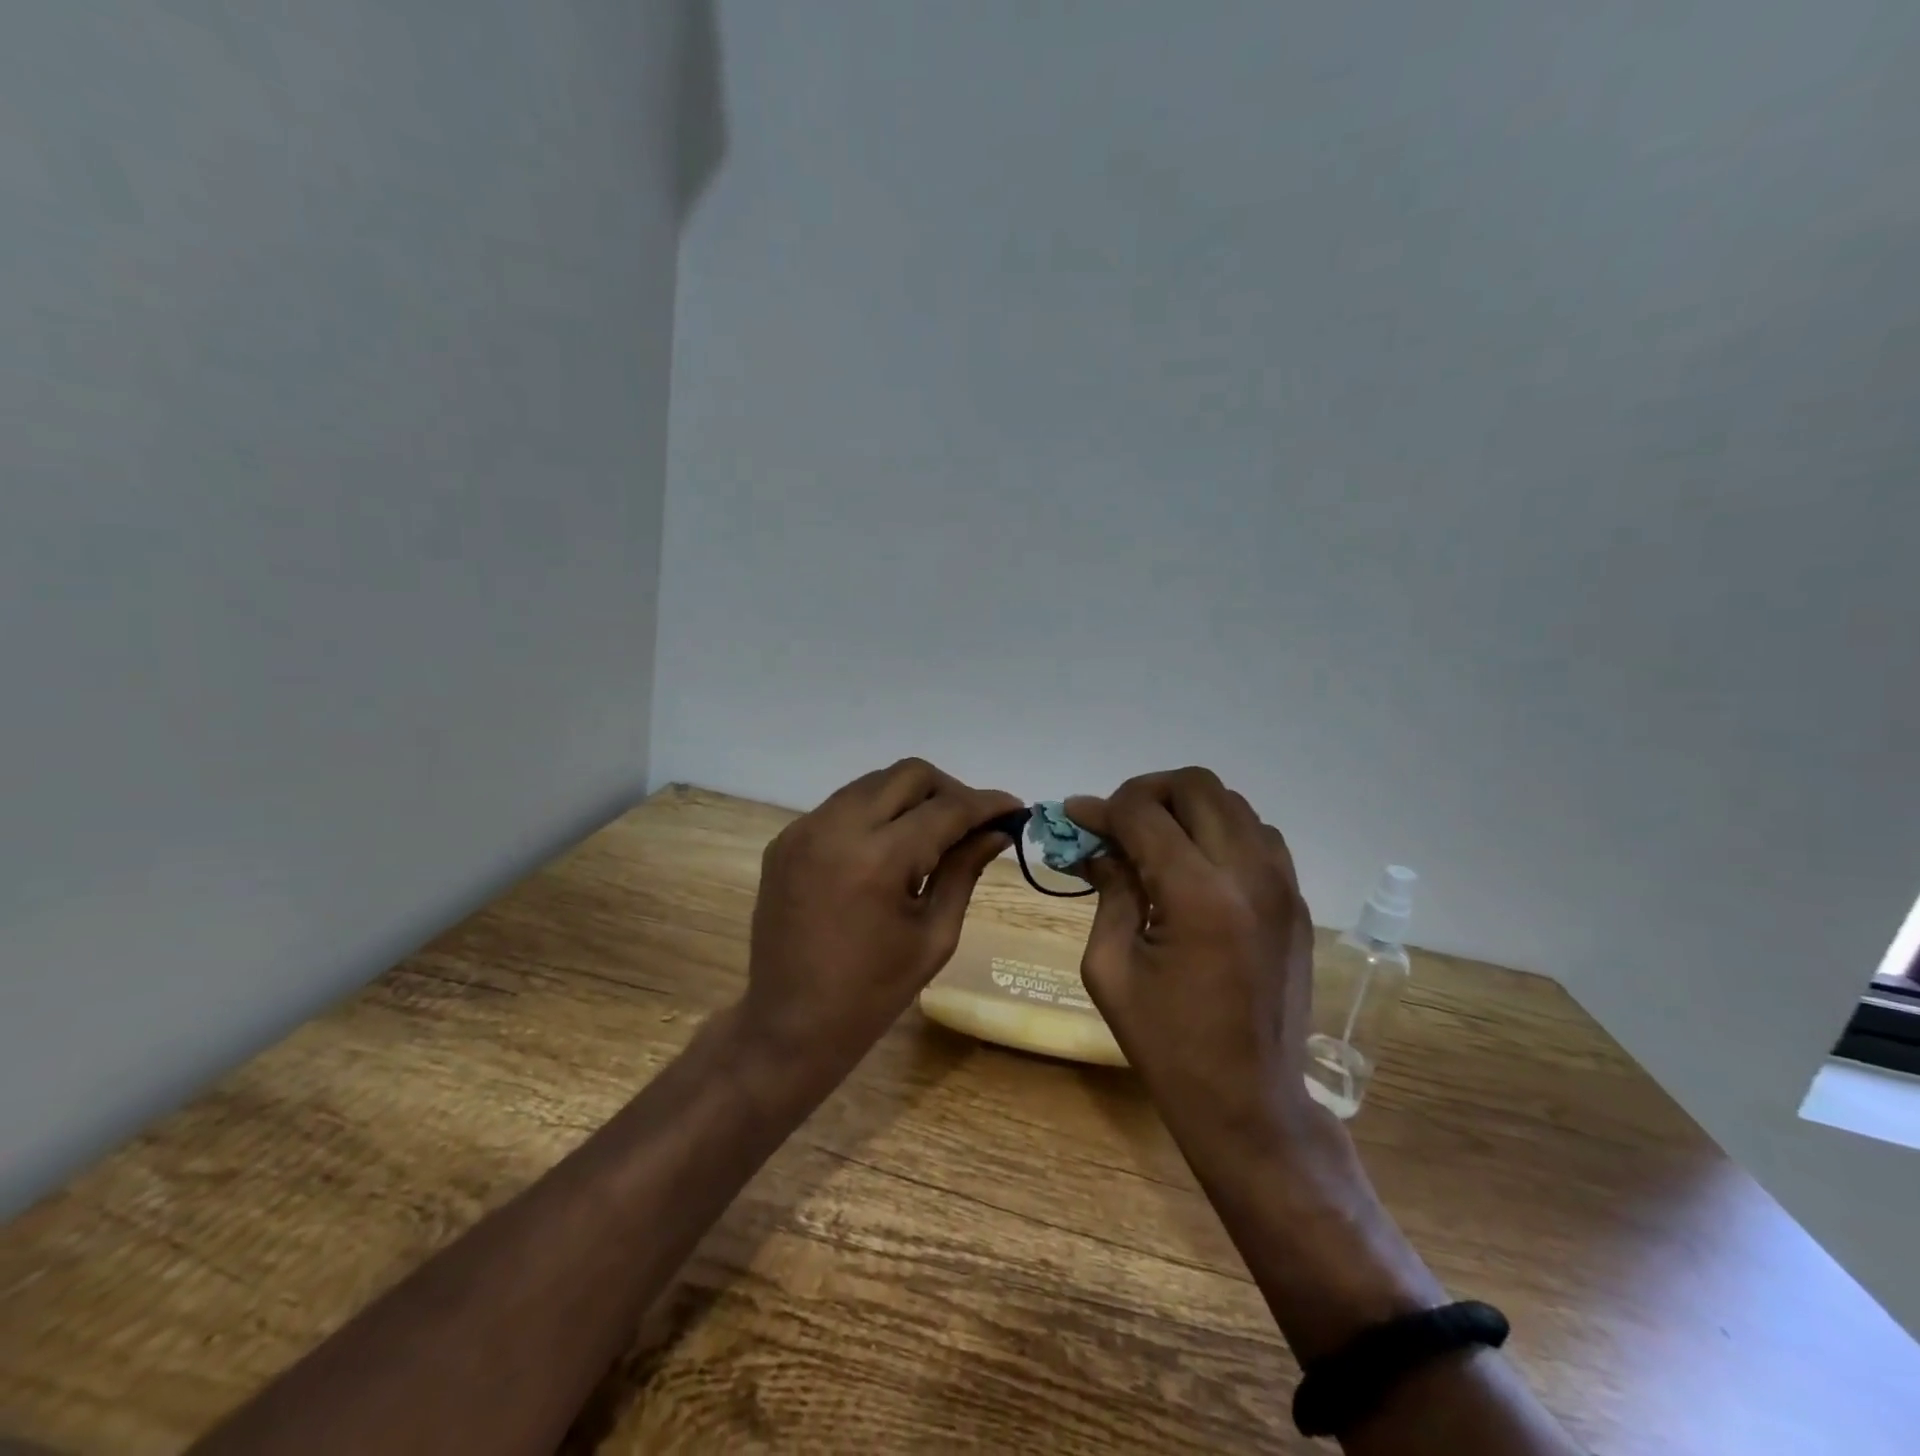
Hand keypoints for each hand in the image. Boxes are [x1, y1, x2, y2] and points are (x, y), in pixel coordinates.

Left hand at [741, 758, 1022, 1084]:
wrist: (788, 1024)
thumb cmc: (872, 993)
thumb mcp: (933, 935)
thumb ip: (965, 871)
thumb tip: (997, 832)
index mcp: (878, 859)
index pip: (946, 808)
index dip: (986, 804)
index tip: (1013, 808)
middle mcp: (837, 827)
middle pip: (909, 775)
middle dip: (949, 790)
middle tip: (971, 823)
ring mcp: (804, 829)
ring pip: (873, 783)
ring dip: (910, 798)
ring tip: (931, 835)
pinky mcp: (786, 839)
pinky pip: (842, 806)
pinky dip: (874, 814)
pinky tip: (886, 849)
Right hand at [1064, 768, 1319, 1149]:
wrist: (1250, 1101)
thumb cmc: (1167, 1043)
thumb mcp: (1110, 967)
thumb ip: (1108, 891)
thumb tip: (1096, 844)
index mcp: (1197, 895)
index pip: (1143, 813)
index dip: (1101, 808)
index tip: (1075, 817)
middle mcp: (1248, 874)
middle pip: (1195, 785)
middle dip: (1146, 793)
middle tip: (1117, 824)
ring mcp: (1282, 884)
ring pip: (1232, 802)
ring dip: (1186, 808)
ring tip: (1155, 842)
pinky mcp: (1297, 901)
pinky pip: (1259, 835)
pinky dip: (1221, 831)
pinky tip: (1196, 864)